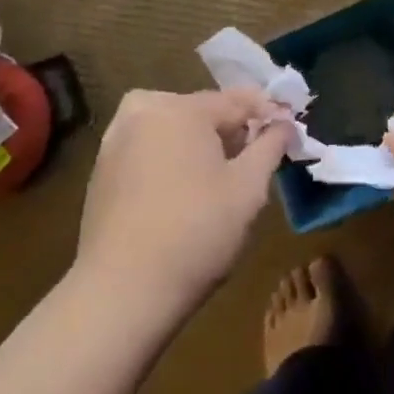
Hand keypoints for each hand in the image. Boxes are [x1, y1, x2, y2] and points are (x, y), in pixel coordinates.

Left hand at [74, 88, 288, 326]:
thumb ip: (271, 146)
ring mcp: (116, 140)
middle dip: (233, 130)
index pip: (238, 101)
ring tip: (223, 176)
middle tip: (257, 159)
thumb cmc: (196, 232)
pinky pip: (151, 149)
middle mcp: (143, 112)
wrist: (121, 292)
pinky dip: (173, 158)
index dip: (268, 113)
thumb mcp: (249, 188)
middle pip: (203, 111)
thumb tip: (285, 123)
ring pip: (174, 129)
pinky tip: (186, 190)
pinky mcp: (102, 169)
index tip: (290, 128)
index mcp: (180, 108)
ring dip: (201, 144)